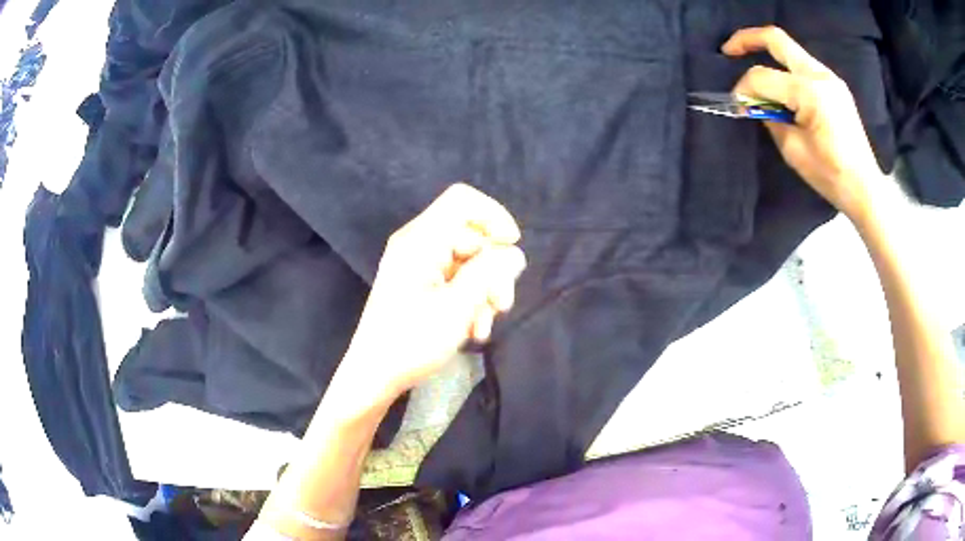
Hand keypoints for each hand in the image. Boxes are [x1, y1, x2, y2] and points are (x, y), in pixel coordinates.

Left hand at [338, 183, 525, 399]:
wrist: (375, 375)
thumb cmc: (411, 342)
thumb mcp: (458, 308)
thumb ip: (490, 273)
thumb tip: (514, 253)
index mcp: (420, 241)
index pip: (462, 201)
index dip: (493, 216)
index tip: (511, 245)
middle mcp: (418, 245)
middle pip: (472, 236)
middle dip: (493, 269)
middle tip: (502, 304)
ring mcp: (419, 265)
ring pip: (469, 261)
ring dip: (485, 291)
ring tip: (483, 326)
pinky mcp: (421, 284)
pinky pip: (457, 279)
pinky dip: (471, 299)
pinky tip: (474, 329)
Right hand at [723, 26, 882, 218]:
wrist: (865, 188)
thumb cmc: (831, 175)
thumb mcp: (793, 150)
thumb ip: (770, 118)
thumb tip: (755, 104)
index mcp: (810, 92)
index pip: (763, 76)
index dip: (744, 87)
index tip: (737, 104)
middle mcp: (820, 75)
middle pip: (777, 39)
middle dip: (747, 39)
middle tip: (729, 50)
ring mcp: (830, 78)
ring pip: (791, 50)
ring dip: (769, 55)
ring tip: (756, 73)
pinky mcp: (834, 86)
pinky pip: (803, 65)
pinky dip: (786, 68)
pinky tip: (781, 86)